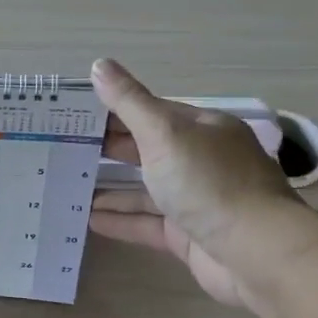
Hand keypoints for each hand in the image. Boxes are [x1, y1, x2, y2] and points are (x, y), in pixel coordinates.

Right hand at [88, 58, 316, 309]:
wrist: (256, 253)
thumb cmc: (209, 183)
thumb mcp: (164, 133)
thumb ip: (128, 102)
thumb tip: (99, 64)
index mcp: (201, 129)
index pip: (150, 112)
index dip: (112, 111)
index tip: (71, 115)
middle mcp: (200, 161)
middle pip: (146, 149)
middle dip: (107, 149)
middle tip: (61, 150)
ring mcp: (196, 200)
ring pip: (145, 189)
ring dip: (110, 188)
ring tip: (68, 187)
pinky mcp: (189, 235)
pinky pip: (147, 223)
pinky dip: (121, 220)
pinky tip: (89, 219)